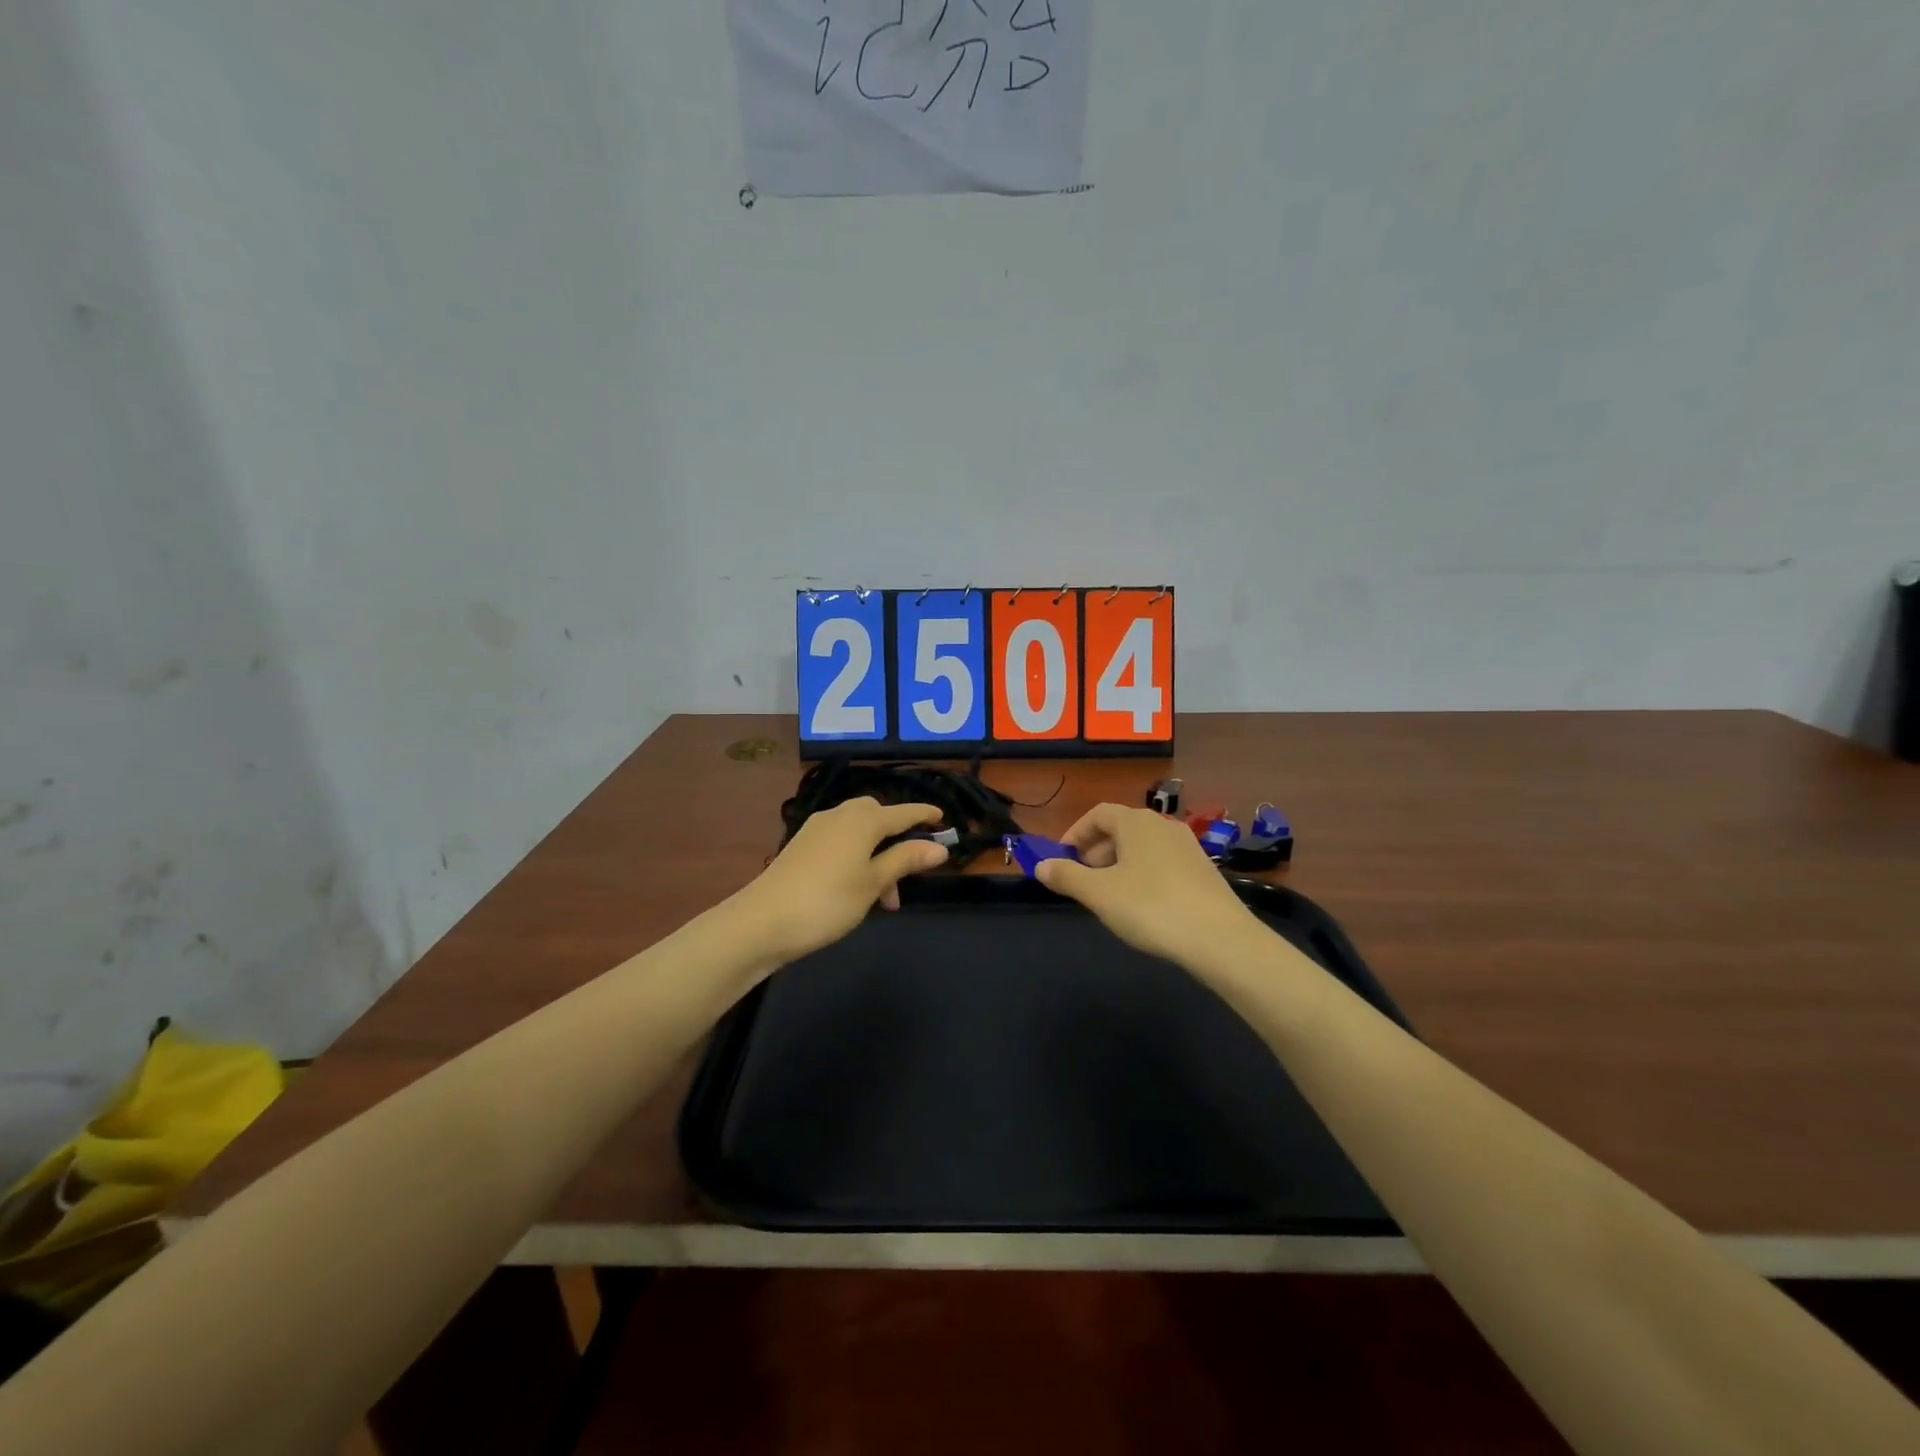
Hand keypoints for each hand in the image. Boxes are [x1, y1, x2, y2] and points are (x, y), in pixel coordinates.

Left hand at [732, 798, 949, 968]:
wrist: (762, 921)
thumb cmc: (827, 902)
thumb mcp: (873, 883)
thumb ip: (905, 860)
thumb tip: (939, 847)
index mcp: (863, 820)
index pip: (903, 812)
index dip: (925, 815)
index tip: (943, 819)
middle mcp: (840, 815)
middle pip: (878, 817)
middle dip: (898, 841)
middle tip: (908, 876)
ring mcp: (817, 829)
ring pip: (859, 833)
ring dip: (877, 856)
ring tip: (883, 899)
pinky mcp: (801, 845)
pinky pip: (840, 842)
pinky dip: (856, 858)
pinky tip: (855, 888)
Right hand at [1036, 803, 1257, 968]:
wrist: (1220, 938)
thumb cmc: (1150, 907)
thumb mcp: (1099, 894)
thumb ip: (1066, 876)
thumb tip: (1041, 865)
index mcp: (1135, 822)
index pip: (1097, 814)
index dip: (1075, 833)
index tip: (1061, 859)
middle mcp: (1163, 825)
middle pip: (1120, 829)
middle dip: (1096, 851)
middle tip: (1083, 881)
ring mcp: (1187, 846)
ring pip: (1142, 847)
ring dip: (1119, 865)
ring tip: (1110, 897)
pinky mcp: (1204, 870)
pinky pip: (1162, 863)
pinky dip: (1144, 875)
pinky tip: (1143, 906)